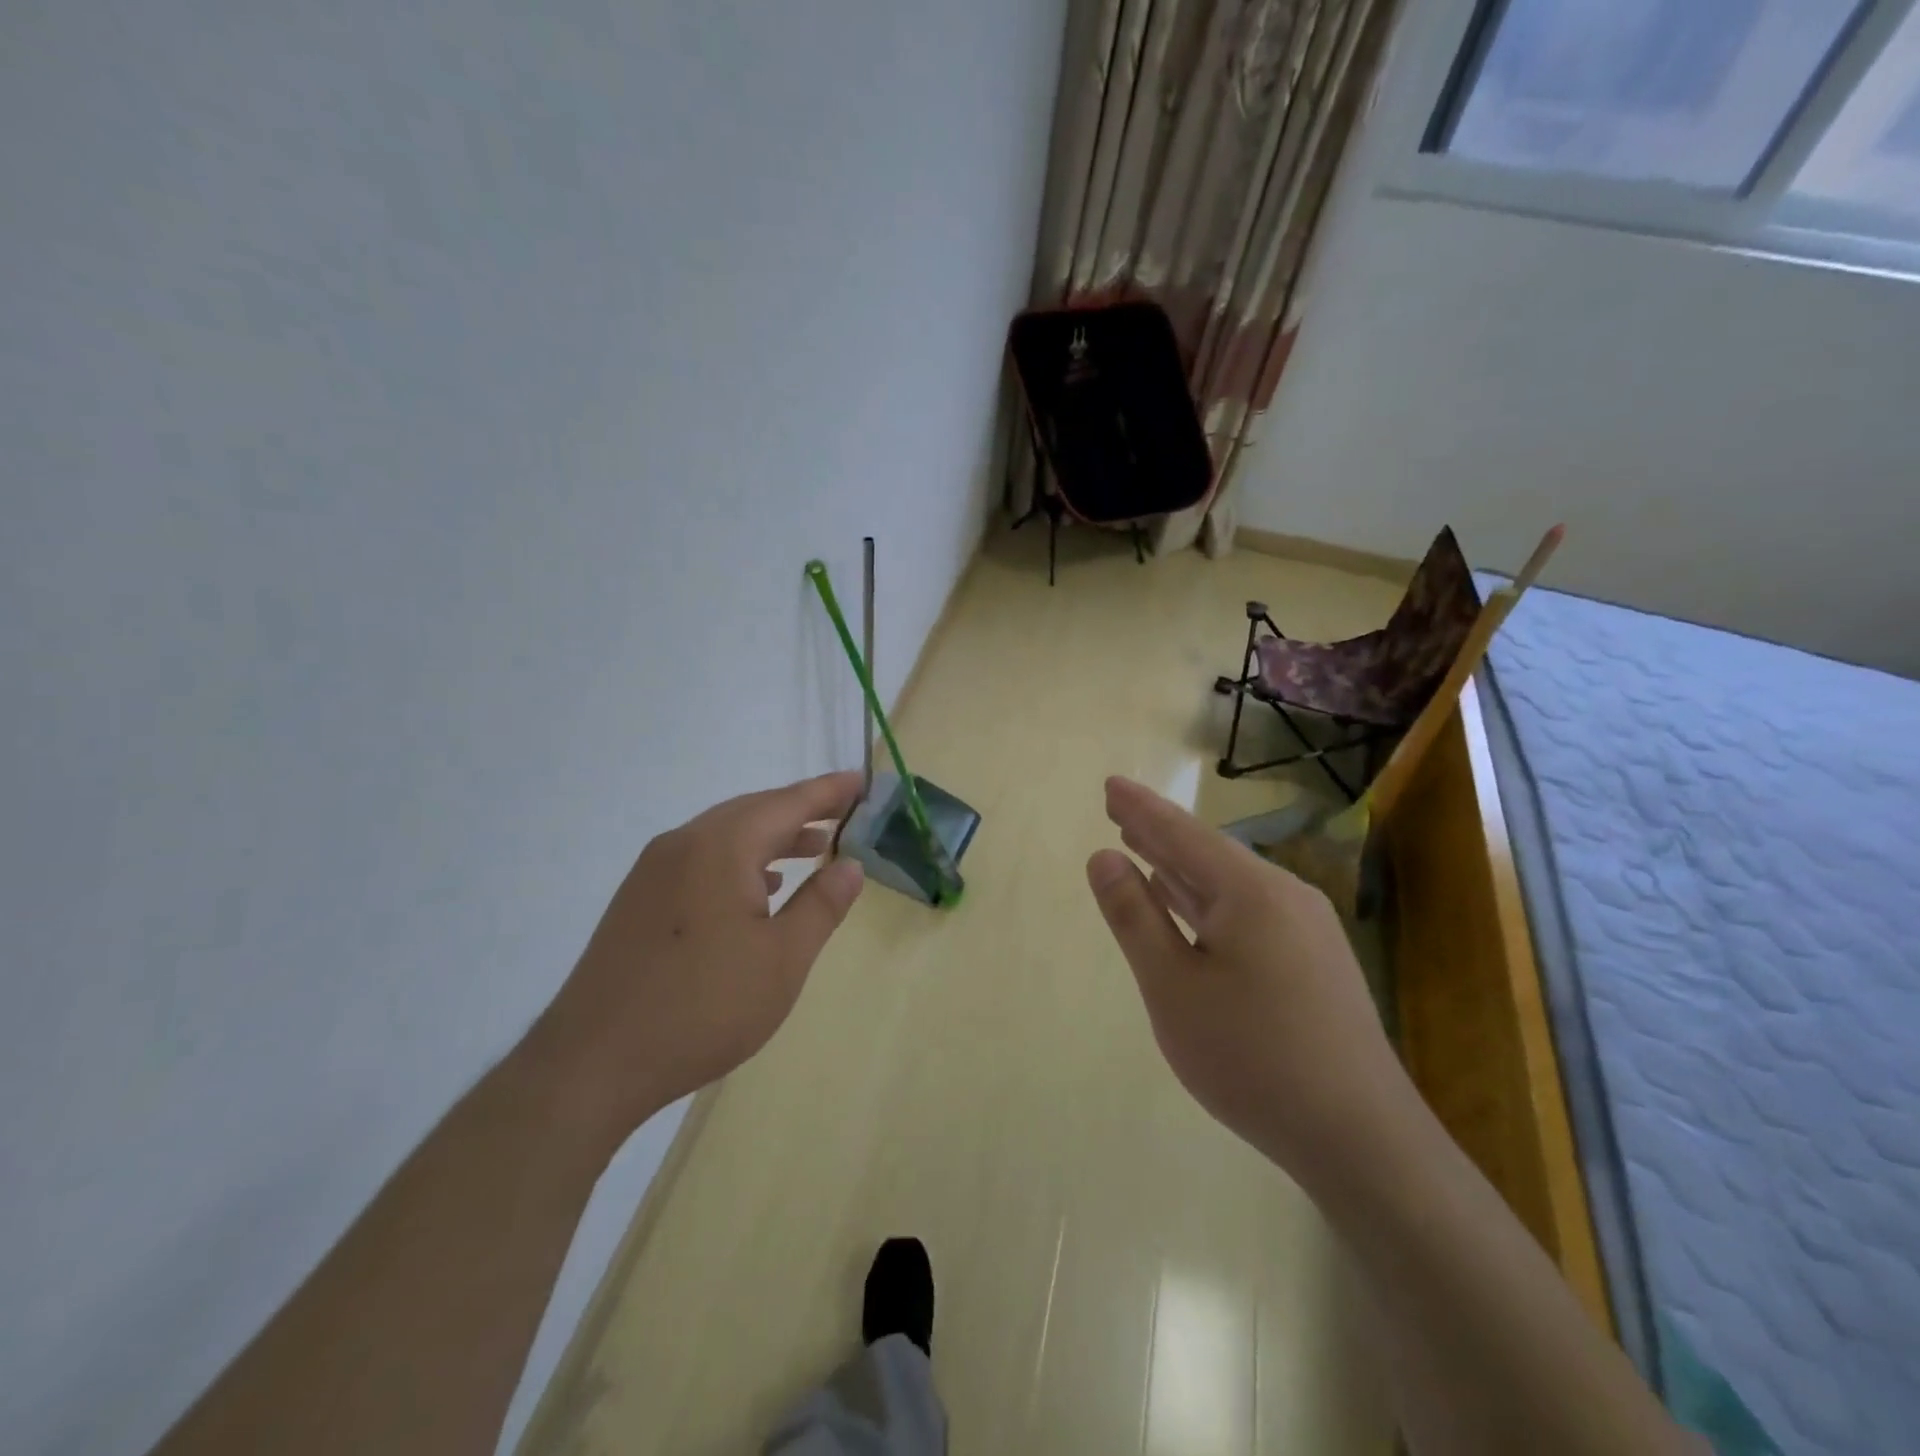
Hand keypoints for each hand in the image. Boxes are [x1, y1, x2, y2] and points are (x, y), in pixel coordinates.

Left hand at [524, 772, 865, 1150]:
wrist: (592, 1063)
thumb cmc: (702, 1008)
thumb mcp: (782, 960)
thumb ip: (821, 905)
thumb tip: (850, 865)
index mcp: (720, 847)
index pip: (787, 803)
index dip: (828, 792)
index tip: (861, 782)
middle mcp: (683, 844)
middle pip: (753, 811)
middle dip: (800, 811)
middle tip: (843, 815)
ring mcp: (653, 870)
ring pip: (725, 835)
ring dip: (771, 837)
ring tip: (812, 849)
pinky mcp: (638, 899)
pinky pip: (700, 859)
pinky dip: (739, 860)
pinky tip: (757, 889)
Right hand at [1085, 776, 1403, 1184]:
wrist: (1360, 1138)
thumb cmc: (1250, 1057)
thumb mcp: (1172, 986)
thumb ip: (1134, 916)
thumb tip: (1104, 858)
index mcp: (1251, 891)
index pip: (1182, 833)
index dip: (1141, 808)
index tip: (1110, 785)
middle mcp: (1284, 896)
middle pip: (1208, 853)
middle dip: (1159, 832)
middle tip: (1118, 810)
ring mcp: (1306, 929)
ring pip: (1230, 884)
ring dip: (1182, 868)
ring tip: (1143, 847)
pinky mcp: (1314, 962)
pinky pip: (1249, 911)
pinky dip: (1209, 901)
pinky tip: (1192, 905)